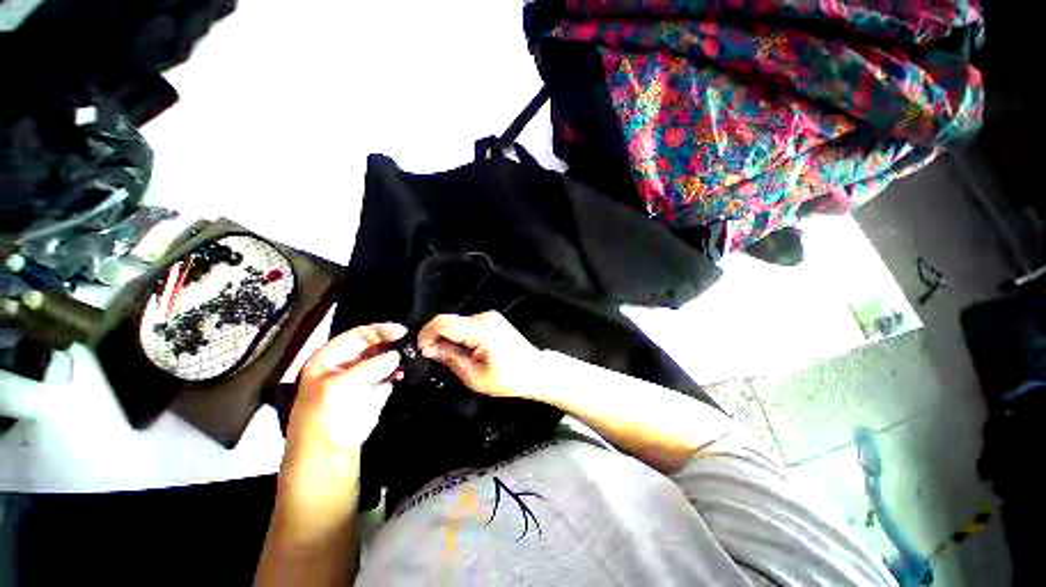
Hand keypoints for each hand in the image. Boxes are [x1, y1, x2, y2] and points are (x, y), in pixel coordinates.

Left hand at [286, 323, 406, 459]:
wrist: (328, 455)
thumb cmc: (327, 415)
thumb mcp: (343, 385)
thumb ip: (372, 365)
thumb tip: (396, 355)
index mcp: (328, 358)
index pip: (356, 335)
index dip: (379, 331)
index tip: (401, 331)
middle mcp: (345, 365)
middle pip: (371, 346)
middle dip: (390, 343)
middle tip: (410, 341)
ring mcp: (360, 379)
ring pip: (382, 360)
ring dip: (395, 358)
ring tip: (409, 357)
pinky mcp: (373, 393)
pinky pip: (388, 377)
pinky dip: (396, 374)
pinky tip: (403, 374)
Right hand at [417, 311, 542, 399]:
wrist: (535, 370)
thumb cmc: (508, 378)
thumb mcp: (475, 376)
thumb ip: (450, 358)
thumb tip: (427, 348)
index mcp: (480, 329)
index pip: (442, 322)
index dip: (426, 334)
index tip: (421, 352)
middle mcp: (484, 317)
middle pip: (448, 321)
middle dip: (436, 339)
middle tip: (435, 359)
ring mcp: (489, 317)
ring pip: (457, 323)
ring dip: (448, 339)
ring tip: (452, 359)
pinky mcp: (491, 320)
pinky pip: (467, 325)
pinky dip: (459, 337)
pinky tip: (464, 352)